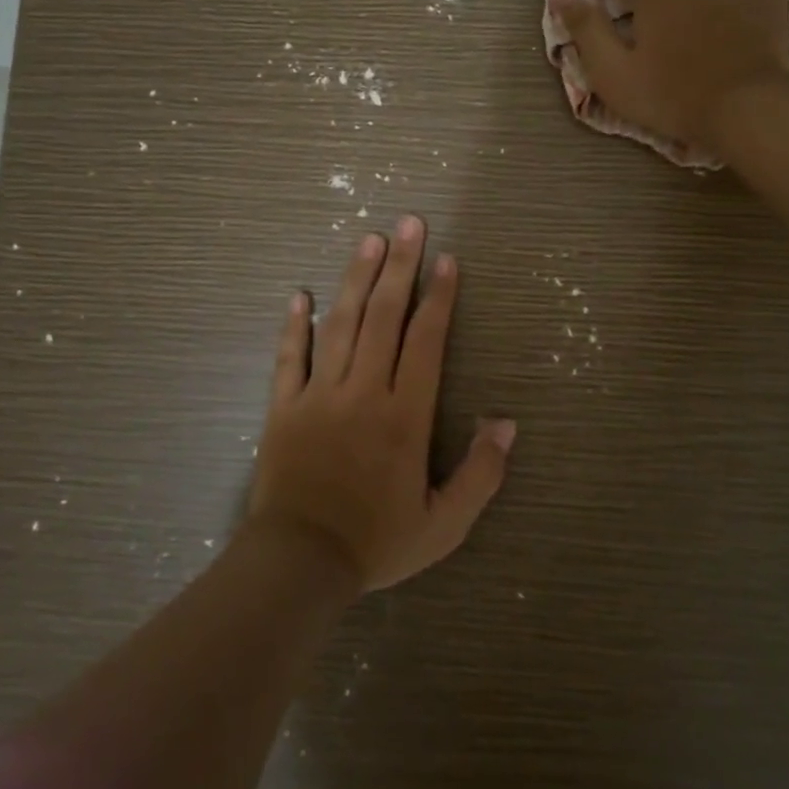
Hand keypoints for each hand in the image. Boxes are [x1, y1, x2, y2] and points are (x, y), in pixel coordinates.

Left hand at [247, 216, 515, 591]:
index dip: (439, 297)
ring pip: (340, 324)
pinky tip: (300, 293)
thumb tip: (505, 423)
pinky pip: (289, 356)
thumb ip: (480, 474)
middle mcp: (363, 391)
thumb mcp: (444, 524)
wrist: (299, 565)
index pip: (426, 340)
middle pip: (384, 316)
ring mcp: (319, 394)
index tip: (447, 260)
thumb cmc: (376, 542)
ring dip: (356, 278)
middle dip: (400, 266)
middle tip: (409, 223)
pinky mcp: (284, 406)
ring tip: (369, 239)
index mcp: (404, 415)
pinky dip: (294, 324)